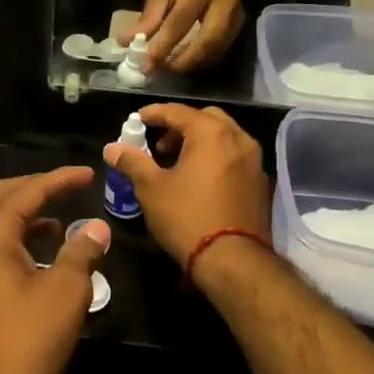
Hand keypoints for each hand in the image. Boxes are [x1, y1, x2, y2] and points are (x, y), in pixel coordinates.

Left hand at [0, 167, 111, 373]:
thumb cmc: (26, 343)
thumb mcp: (65, 294)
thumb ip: (81, 252)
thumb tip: (96, 227)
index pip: (26, 190)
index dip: (59, 179)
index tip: (88, 174)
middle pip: (0, 197)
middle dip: (35, 188)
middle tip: (69, 188)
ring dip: (24, 215)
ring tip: (60, 222)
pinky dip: (14, 240)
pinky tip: (39, 256)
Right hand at [102, 104, 269, 265]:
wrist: (234, 261)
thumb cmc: (187, 217)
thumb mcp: (151, 188)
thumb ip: (132, 162)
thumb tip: (112, 148)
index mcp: (211, 133)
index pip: (178, 111)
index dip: (154, 113)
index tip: (136, 120)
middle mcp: (238, 139)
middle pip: (206, 119)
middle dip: (180, 126)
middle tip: (158, 145)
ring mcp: (254, 162)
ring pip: (224, 137)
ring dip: (199, 142)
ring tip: (176, 164)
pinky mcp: (261, 184)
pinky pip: (234, 158)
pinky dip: (215, 158)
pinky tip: (199, 181)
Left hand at [135, 0, 244, 71]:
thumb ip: (149, 16)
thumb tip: (126, 42)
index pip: (180, 22)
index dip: (162, 46)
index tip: (146, 65)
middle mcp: (224, 2)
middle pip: (207, 41)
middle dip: (182, 61)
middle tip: (161, 70)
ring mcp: (236, 16)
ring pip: (215, 50)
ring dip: (191, 64)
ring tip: (169, 68)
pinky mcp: (240, 27)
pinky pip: (220, 51)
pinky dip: (201, 61)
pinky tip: (185, 63)